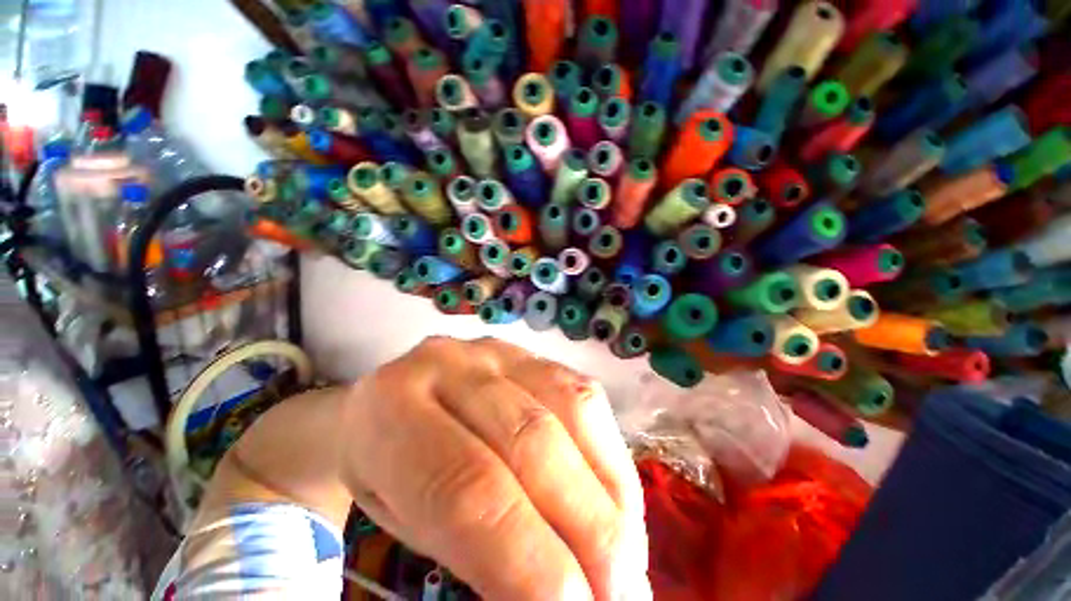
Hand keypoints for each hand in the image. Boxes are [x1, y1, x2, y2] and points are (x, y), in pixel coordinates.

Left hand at [340, 336, 649, 600]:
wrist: (395, 394)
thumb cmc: (391, 465)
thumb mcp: (406, 514)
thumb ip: (474, 547)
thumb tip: (554, 597)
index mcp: (395, 410)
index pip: (471, 490)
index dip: (532, 563)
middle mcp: (454, 365)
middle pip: (534, 443)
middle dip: (590, 530)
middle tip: (619, 596)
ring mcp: (499, 351)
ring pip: (572, 409)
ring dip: (610, 492)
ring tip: (626, 555)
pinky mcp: (532, 352)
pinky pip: (584, 393)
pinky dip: (609, 452)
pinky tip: (614, 498)